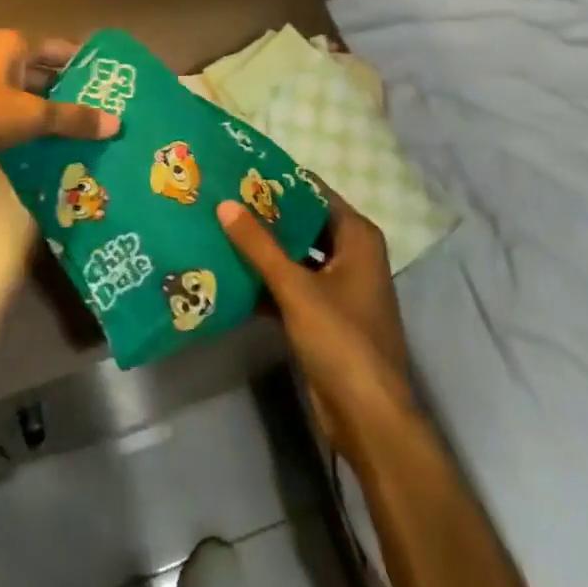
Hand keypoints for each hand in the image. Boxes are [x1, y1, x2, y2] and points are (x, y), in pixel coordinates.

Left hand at [0, 30, 119, 204]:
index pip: (62, 50)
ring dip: (55, 120)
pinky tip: (58, 155)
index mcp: (12, 46)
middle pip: (47, 77)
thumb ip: (72, 118)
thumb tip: (117, 123)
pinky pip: (14, 124)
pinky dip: (33, 136)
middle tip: (111, 118)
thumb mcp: (30, 115)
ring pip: (31, 103)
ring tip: (92, 140)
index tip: (117, 87)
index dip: (88, 67)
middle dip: (75, 97)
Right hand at [218, 189, 415, 455]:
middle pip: (303, 223)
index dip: (279, 182)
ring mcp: (338, 286)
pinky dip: (266, 280)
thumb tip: (224, 204)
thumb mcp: (297, 288)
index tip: (240, 170)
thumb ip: (259, 245)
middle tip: (221, 198)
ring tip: (219, 229)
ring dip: (263, 249)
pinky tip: (230, 274)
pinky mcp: (324, 315)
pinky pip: (291, 285)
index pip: (314, 193)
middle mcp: (351, 255)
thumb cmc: (341, 339)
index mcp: (357, 237)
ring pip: (295, 256)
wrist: (368, 416)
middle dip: (266, 215)